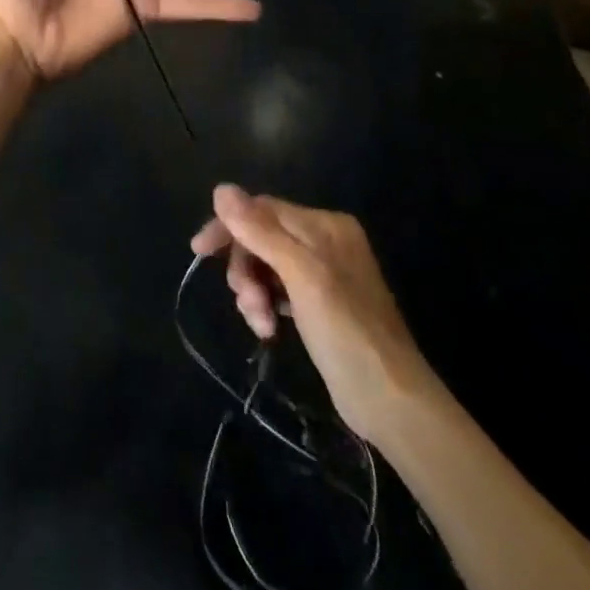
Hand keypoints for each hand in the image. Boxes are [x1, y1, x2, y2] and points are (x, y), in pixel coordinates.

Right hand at [192, 185, 443, 445]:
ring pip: (266, 265)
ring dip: (254, 292)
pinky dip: (267, 305)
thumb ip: (261, 231)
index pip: (262, 209)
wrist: (391, 401)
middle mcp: (324, 240)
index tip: (198, 251)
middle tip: (246, 303)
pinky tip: (269, 330)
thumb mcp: (301, 275)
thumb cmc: (346, 330)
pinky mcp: (319, 304)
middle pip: (262, 237)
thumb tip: (221, 189)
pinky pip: (278, 289)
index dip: (229, 225)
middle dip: (246, 268)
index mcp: (324, 224)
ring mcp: (323, 273)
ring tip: (261, 325)